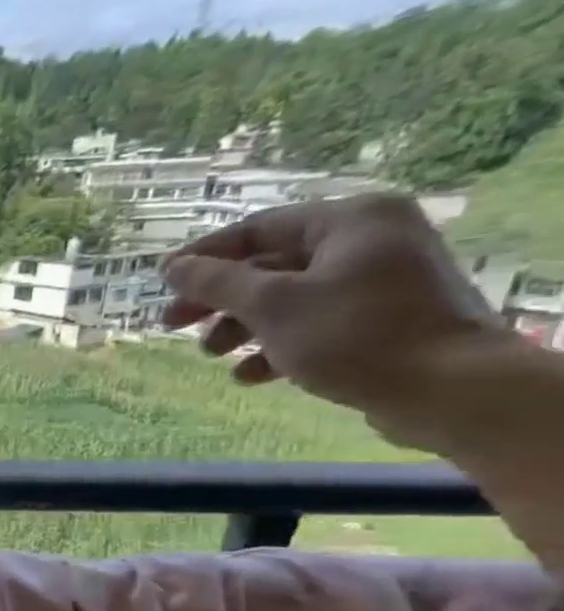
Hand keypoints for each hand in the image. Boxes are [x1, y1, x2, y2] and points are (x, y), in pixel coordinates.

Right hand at [162, 194, 514, 446]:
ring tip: (212, 355)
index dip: (203, 256)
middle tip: (172, 324)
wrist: (448, 389)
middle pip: (268, 266)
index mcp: (350, 222)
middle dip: (218, 300)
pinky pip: (312, 322)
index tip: (161, 282)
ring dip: (241, 327)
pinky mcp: (381, 320)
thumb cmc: (353, 334)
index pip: (257, 229)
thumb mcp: (271, 305)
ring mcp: (378, 281)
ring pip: (286, 298)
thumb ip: (216, 283)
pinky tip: (250, 375)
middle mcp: (368, 241)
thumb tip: (174, 267)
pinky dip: (275, 345)